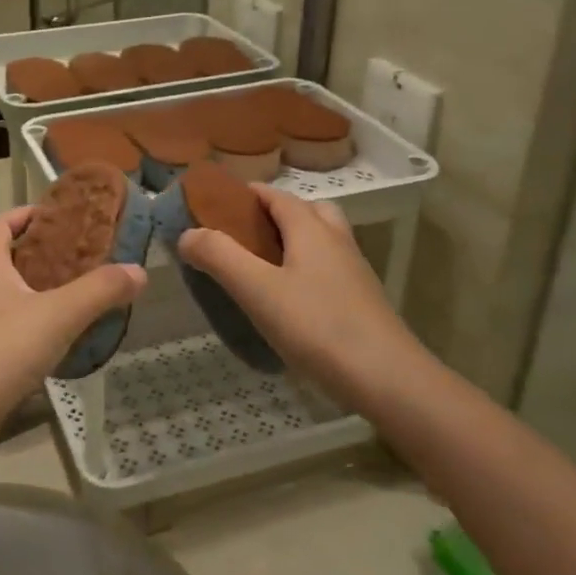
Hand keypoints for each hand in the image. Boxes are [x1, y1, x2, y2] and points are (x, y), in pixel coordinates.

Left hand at [0, 208, 145, 422]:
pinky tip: (47, 335)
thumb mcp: (59, 315)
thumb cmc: (2, 350)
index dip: (25, 214)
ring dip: (22, 286)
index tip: (57, 217)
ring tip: (60, 293)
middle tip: (62, 256)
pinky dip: (19, 318)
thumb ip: (100, 290)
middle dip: (25, 250)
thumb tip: (139, 271)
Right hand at [176, 187, 411, 386]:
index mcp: (311, 229)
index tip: (214, 205)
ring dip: (292, 243)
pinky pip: (328, 270)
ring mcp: (353, 272)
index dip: (245, 194)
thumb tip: (187, 233)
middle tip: (242, 237)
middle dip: (273, 215)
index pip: (275, 195)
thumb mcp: (257, 290)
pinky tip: (287, 302)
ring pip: (320, 241)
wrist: (388, 380)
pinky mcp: (361, 302)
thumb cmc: (318, 326)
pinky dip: (305, 271)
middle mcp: (336, 241)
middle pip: (305, 211)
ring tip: (260, 269)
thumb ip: (219, 256)